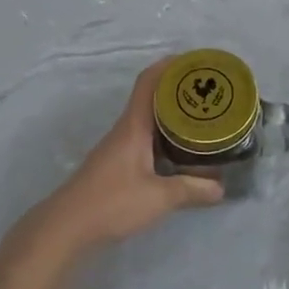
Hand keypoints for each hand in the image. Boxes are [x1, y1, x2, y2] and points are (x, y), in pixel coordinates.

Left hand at [34, 56, 224, 250]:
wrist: (66, 227)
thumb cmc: (111, 203)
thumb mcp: (159, 197)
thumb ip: (191, 190)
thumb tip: (221, 188)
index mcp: (133, 126)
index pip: (148, 82)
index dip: (169, 65)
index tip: (194, 61)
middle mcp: (125, 130)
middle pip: (152, 97)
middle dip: (178, 90)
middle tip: (209, 92)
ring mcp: (119, 147)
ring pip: (149, 119)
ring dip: (172, 114)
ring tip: (201, 118)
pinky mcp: (117, 164)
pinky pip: (145, 138)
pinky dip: (164, 135)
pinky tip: (180, 150)